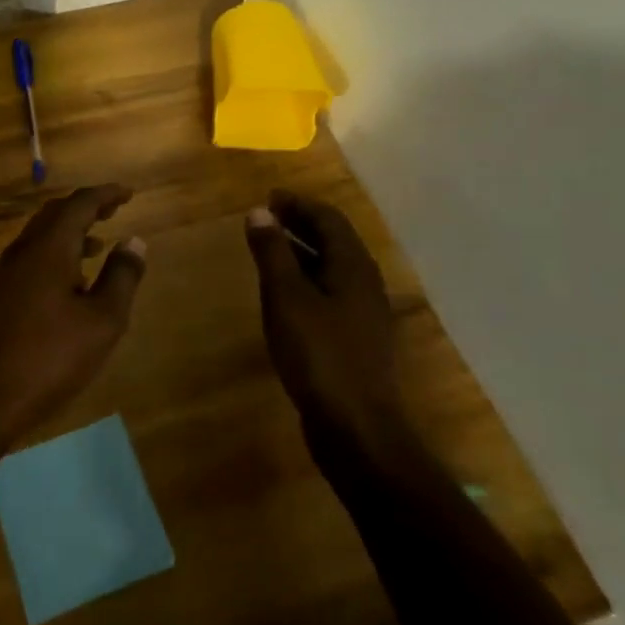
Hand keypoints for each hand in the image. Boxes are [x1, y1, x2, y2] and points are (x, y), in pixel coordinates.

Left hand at [0, 185, 146, 435]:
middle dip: (86, 207)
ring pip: (42, 235)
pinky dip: (57, 252)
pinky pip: (33, 256)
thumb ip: (122, 276)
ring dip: (71, 231)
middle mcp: (25, 250)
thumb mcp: (103, 320)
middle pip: (56, 213)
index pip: (79, 204)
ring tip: (100, 244)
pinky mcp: (1, 294)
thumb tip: (134, 241)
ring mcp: (8, 273)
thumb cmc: (52, 356)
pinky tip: (73, 281)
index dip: (106, 195)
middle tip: (114, 210)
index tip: (129, 194)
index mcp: (49, 248)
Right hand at [245, 192, 403, 444]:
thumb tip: (259, 212)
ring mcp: (363, 314)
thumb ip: (273, 252)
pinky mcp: (355, 339)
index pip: (329, 218)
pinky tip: (285, 296)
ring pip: (331, 269)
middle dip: (301, 224)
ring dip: (302, 252)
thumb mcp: (287, 298)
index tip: (269, 197)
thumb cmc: (319, 355)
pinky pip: (330, 294)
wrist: (357, 427)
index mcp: (353, 267)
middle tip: (267, 218)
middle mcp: (364, 283)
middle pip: (334, 241)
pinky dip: (306, 281)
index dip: (299, 204)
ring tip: (270, 249)